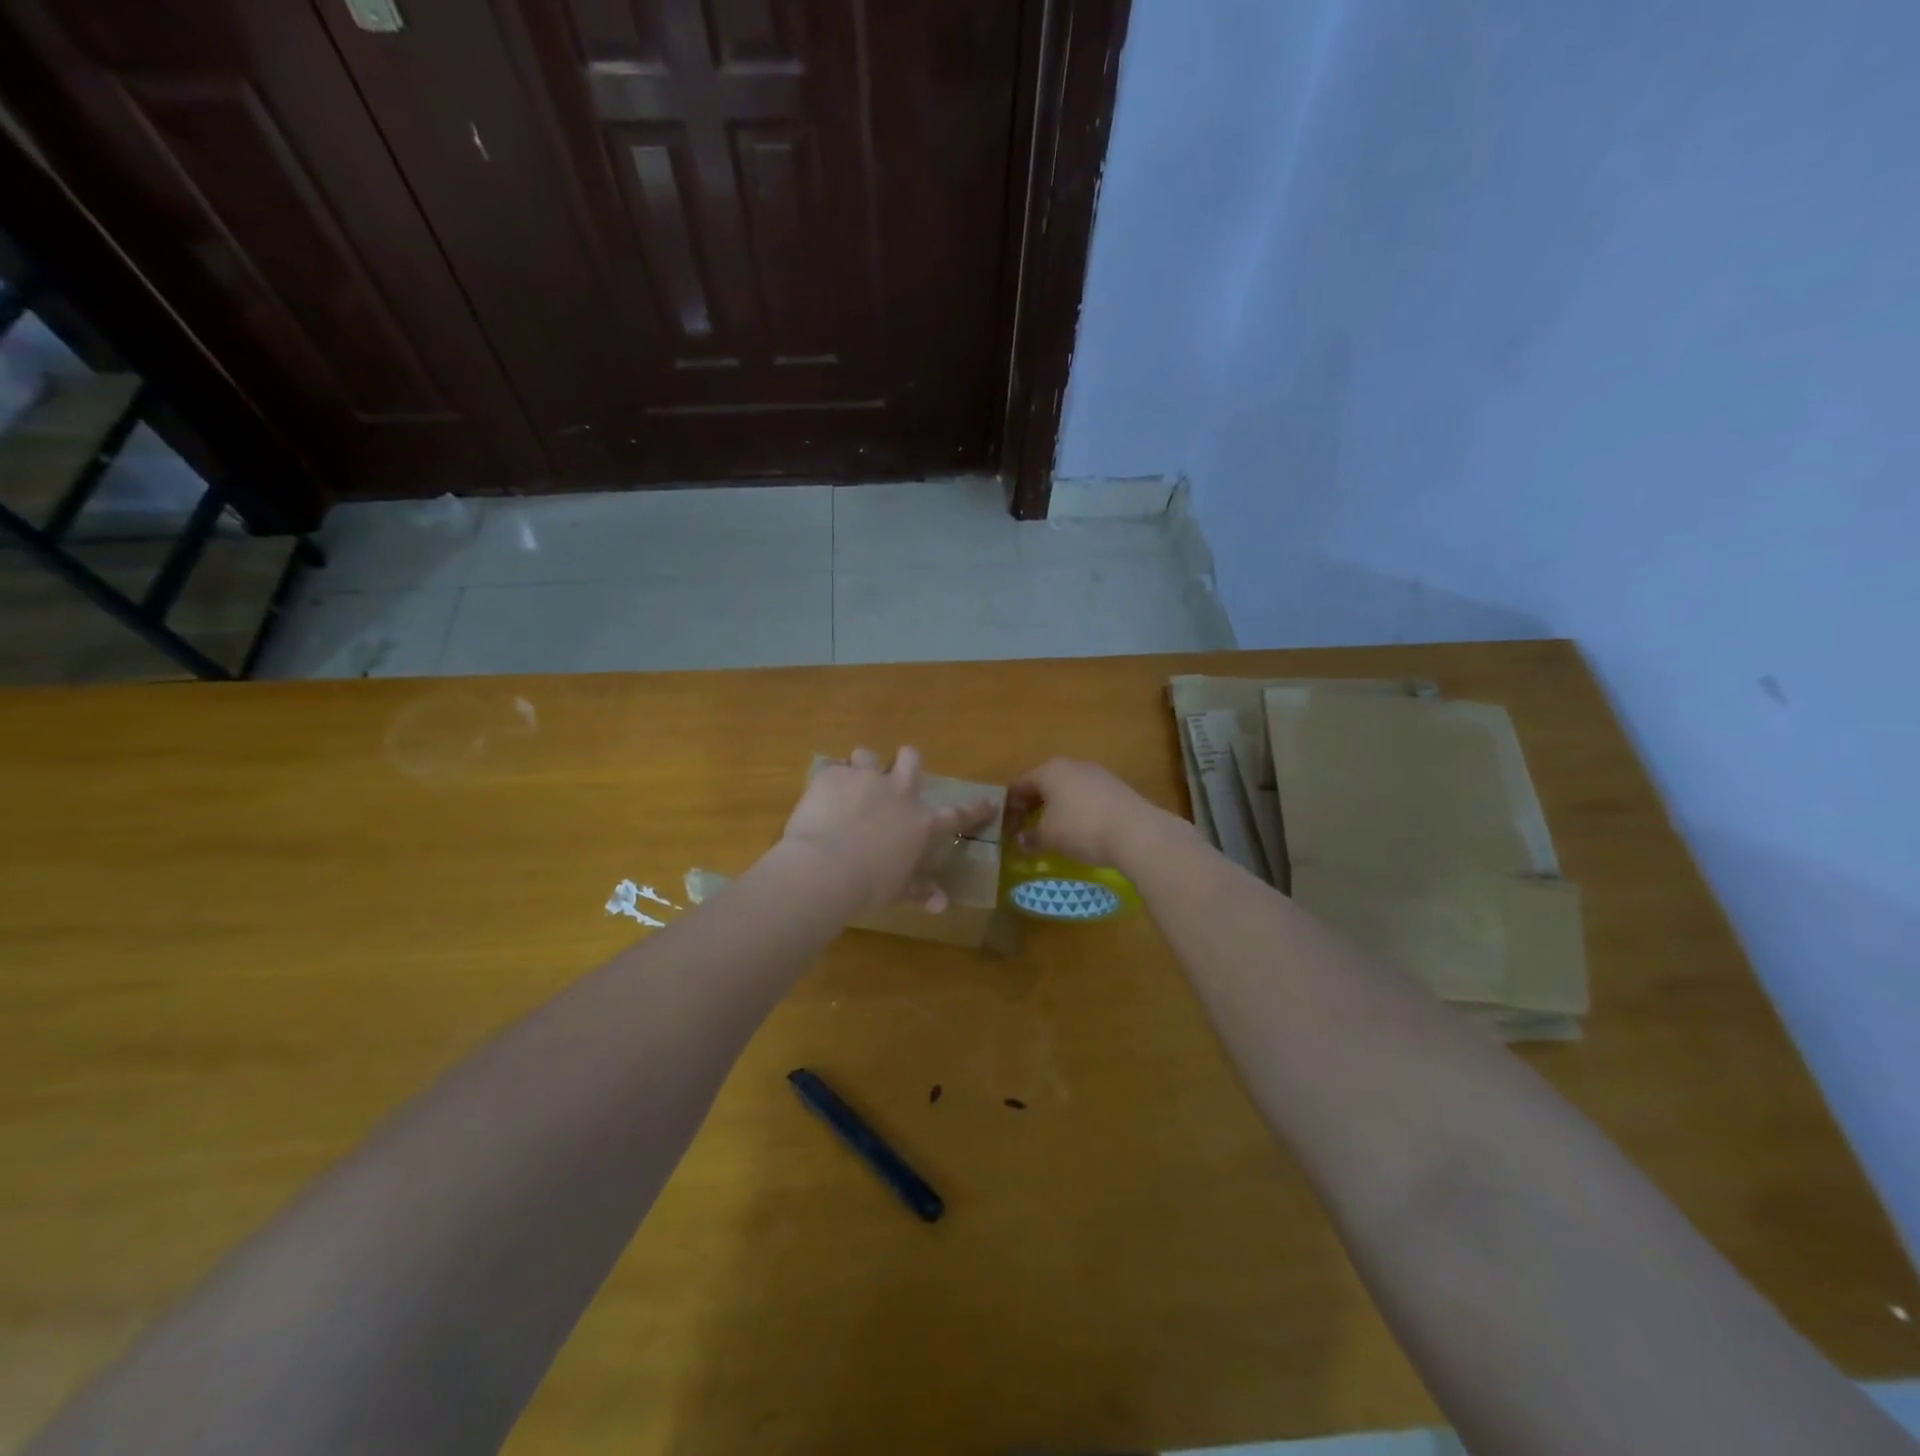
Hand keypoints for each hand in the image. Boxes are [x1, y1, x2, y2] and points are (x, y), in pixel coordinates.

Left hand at [781, 746, 997, 911]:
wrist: (824, 867)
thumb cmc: (867, 886)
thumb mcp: (896, 890)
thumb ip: (919, 892)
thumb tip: (942, 905)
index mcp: (920, 823)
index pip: (956, 815)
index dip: (974, 810)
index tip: (989, 804)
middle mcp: (897, 792)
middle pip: (911, 759)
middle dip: (906, 762)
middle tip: (895, 775)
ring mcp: (864, 778)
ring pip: (868, 755)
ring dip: (863, 767)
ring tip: (851, 784)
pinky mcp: (833, 776)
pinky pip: (833, 769)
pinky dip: (830, 782)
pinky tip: (820, 797)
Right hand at [1007, 758, 1169, 867]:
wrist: (1136, 831)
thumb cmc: (1081, 828)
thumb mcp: (1049, 836)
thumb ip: (1031, 837)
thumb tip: (1022, 839)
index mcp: (1049, 770)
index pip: (1019, 785)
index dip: (1009, 807)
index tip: (1007, 828)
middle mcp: (1072, 765)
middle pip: (1043, 784)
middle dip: (1032, 806)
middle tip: (1025, 829)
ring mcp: (1097, 774)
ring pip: (1066, 789)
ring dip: (1055, 808)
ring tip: (1053, 831)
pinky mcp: (1116, 788)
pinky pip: (1086, 797)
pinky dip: (1076, 810)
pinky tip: (1080, 830)